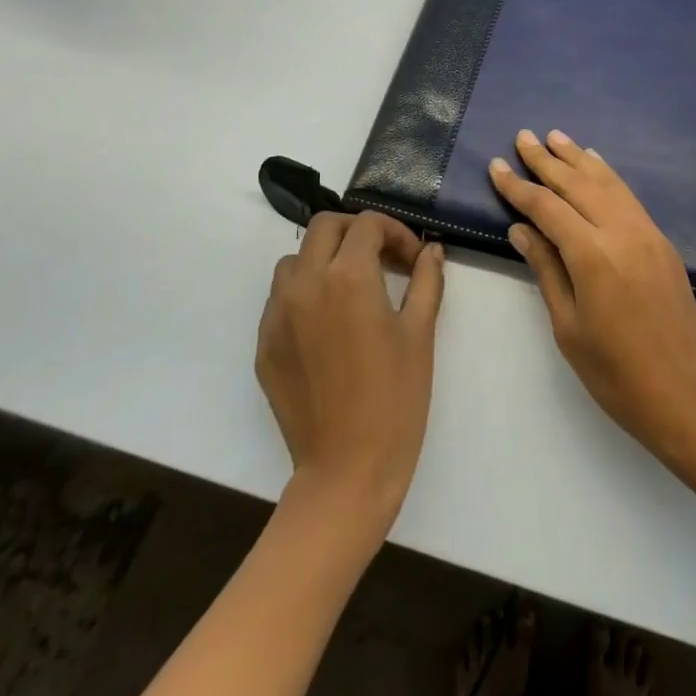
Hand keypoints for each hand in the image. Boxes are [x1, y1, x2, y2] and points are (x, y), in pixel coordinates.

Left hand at [256, 211, 444, 528]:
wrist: (348, 470)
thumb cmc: (396, 398)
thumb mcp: (420, 334)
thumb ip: (426, 281)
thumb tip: (432, 250)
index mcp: (348, 276)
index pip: (367, 225)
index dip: (396, 232)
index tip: (413, 259)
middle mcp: (305, 284)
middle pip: (324, 227)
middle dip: (356, 232)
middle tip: (384, 260)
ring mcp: (277, 315)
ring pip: (294, 259)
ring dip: (324, 259)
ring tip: (353, 288)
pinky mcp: (264, 344)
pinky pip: (279, 298)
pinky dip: (304, 292)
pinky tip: (329, 325)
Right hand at [490, 130, 695, 459]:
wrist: (685, 394)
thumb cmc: (615, 373)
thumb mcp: (568, 327)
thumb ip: (546, 270)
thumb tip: (520, 229)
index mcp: (593, 256)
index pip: (547, 208)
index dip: (519, 186)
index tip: (496, 165)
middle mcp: (622, 233)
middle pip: (578, 185)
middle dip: (547, 159)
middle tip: (524, 136)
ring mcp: (647, 234)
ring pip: (607, 184)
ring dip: (579, 159)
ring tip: (556, 137)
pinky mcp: (662, 242)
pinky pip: (629, 197)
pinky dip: (608, 176)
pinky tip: (596, 165)